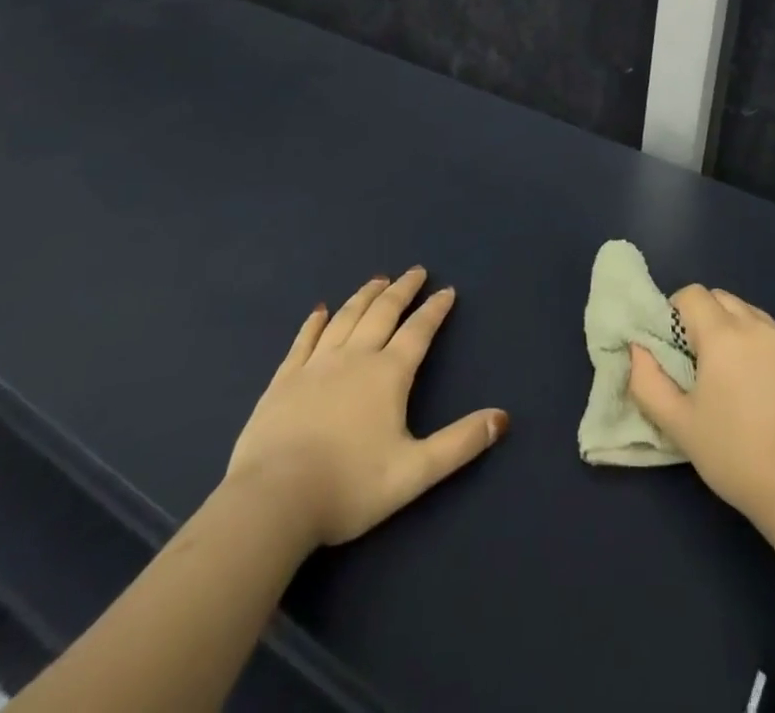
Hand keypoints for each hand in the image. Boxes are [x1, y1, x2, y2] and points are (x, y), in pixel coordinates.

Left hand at [225, 268, 508, 545]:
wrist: (273, 502)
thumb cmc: (349, 487)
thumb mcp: (415, 472)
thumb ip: (459, 443)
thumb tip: (502, 418)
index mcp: (389, 374)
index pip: (419, 331)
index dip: (435, 310)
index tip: (447, 290)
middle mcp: (355, 357)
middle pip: (383, 312)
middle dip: (402, 290)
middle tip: (415, 271)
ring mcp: (315, 365)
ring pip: (346, 318)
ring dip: (365, 296)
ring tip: (378, 280)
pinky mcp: (283, 380)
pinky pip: (303, 340)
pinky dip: (315, 322)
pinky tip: (320, 310)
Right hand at [627, 285, 774, 529]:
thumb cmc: (733, 455)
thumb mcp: (678, 424)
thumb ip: (647, 381)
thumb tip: (638, 349)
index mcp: (724, 334)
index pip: (692, 294)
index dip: (676, 313)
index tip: (674, 347)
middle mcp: (758, 326)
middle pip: (723, 299)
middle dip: (704, 317)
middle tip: (698, 360)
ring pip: (752, 316)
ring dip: (735, 330)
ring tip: (731, 375)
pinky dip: (763, 350)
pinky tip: (764, 392)